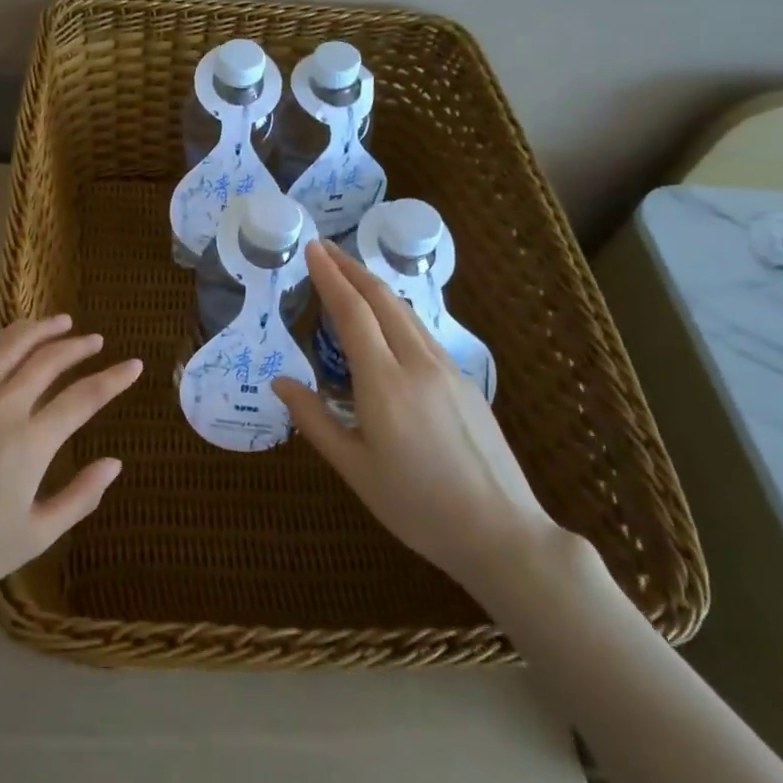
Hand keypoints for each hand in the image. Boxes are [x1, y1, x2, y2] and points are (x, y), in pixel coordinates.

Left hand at [0, 317, 142, 598]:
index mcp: (31, 441)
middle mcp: (3, 405)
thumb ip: (80, 497)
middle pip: (49, 360)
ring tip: (62, 322)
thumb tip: (114, 463)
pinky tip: (12, 338)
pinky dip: (2, 339)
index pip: (84, 397)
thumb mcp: (35, 536)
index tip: (134, 366)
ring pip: (11, 345)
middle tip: (96, 341)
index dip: (113, 379)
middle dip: (78, 346)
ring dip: (41, 330)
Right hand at [272, 241, 564, 600]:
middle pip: (382, 300)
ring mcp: (447, 370)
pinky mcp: (465, 382)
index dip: (330, 277)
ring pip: (406, 313)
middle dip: (351, 268)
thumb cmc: (417, 506)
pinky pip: (422, 333)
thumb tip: (280, 382)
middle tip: (324, 249)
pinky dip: (395, 313)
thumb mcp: (355, 469)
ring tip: (349, 276)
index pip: (352, 313)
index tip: (311, 249)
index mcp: (385, 383)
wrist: (502, 532)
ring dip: (374, 287)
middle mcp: (418, 364)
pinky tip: (386, 323)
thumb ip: (314, 420)